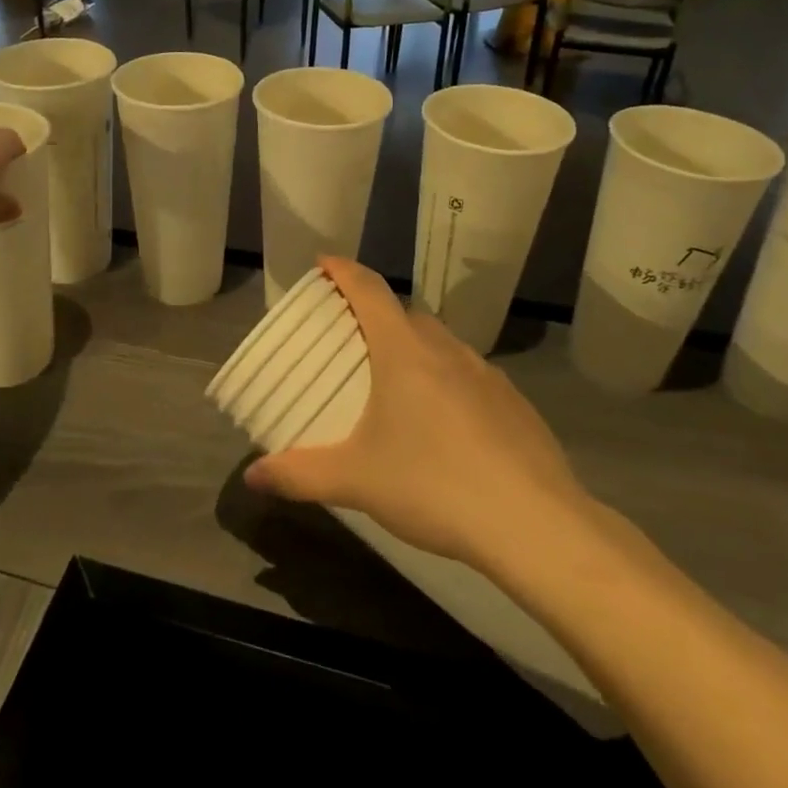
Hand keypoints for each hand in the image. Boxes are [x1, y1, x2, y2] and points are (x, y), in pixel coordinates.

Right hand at [244, 257, 600, 581]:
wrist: (535, 524)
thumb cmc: (433, 484)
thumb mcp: (354, 480)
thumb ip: (299, 474)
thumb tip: (252, 476)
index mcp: (404, 351)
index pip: (368, 289)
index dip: (343, 270)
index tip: (323, 263)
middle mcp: (446, 349)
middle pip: (404, 314)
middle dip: (375, 314)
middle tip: (349, 337)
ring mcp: (487, 374)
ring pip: (441, 343)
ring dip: (413, 347)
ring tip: (394, 381)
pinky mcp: (515, 403)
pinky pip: (469, 374)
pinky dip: (447, 380)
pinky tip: (444, 424)